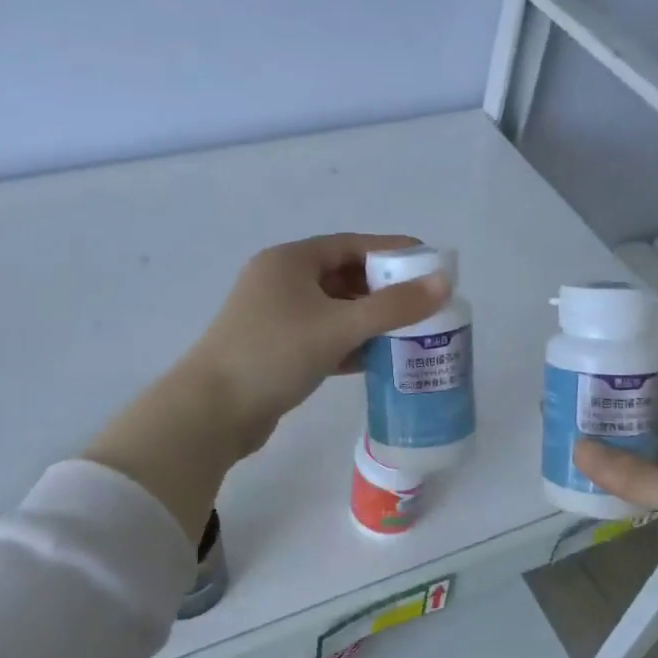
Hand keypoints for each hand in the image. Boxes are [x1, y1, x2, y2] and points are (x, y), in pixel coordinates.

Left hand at [182, 234, 449, 454]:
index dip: (392, 251)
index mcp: (290, 261)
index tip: (429, 264)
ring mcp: (274, 317)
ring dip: (368, 320)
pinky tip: (376, 360)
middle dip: (383, 290)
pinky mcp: (275, 350)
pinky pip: (322, 337)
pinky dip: (348, 344)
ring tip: (409, 333)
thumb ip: (394, 306)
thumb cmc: (275, 354)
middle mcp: (280, 281)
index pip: (352, 245)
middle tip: (423, 304)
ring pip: (333, 310)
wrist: (212, 412)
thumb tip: (444, 281)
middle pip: (343, 276)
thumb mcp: (339, 326)